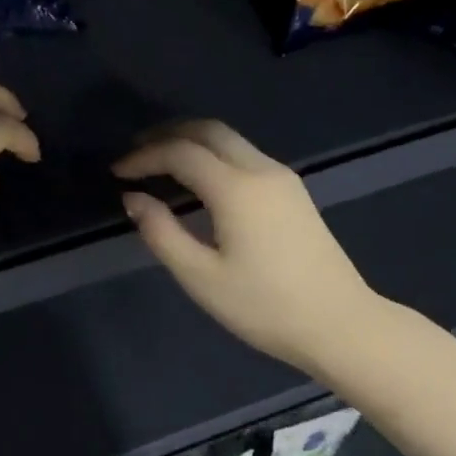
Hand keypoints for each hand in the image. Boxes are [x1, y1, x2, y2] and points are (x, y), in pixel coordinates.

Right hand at [113, 121, 378, 372]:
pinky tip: (198, 181)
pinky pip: (246, 157)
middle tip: (135, 153)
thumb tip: (134, 199)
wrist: (339, 324)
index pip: (181, 152)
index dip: (144, 157)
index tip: (116, 172)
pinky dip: (214, 157)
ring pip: (231, 141)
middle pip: (210, 131)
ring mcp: (284, 179)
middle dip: (168, 134)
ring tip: (160, 163)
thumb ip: (162, 233)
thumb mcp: (201, 277)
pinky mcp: (294, 194)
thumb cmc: (264, 307)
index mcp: (237, 188)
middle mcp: (262, 170)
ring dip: (193, 143)